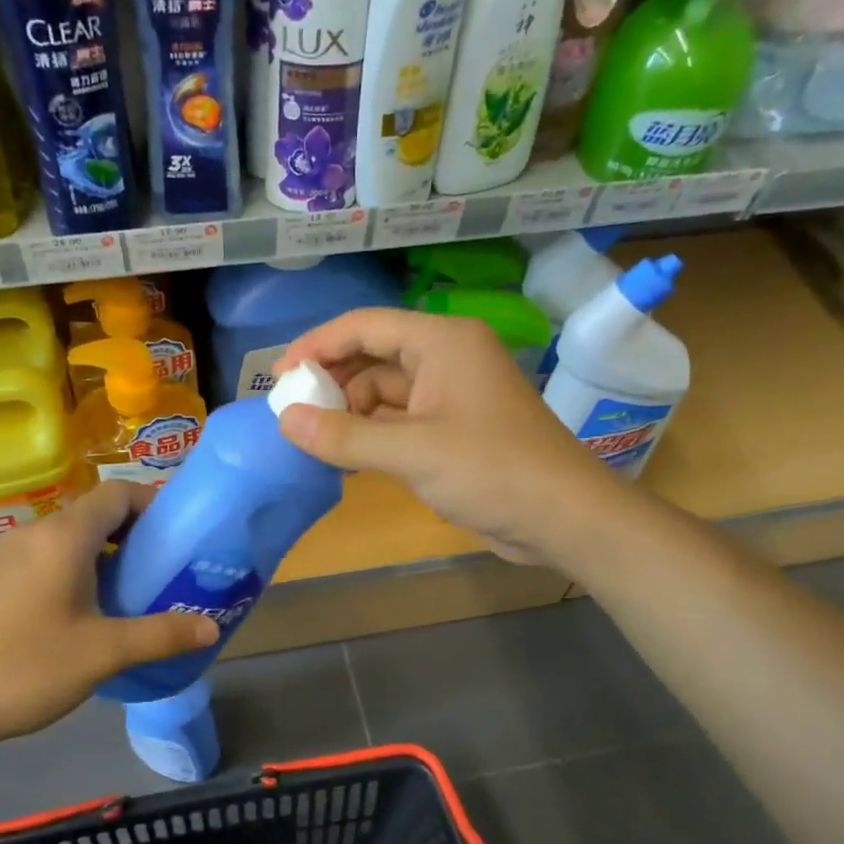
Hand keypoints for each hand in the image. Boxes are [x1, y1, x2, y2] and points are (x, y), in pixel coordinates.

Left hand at [0, 482, 218, 757]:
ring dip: (107, 553)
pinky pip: (48, 555)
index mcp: (64, 537)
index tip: (180, 535)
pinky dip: (78, 567)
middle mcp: (36, 531)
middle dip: (136, 533)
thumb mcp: (103, 653)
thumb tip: (212, 627)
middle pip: (97, 512)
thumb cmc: (24, 668)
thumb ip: (161, 635)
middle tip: (166, 569)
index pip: (119, 493)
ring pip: (71, 536)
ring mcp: (9, 552)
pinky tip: (87, 610)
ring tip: (134, 591)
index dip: (154, 504)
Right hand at [273, 308, 618, 565]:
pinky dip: (373, 435)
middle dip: (333, 383)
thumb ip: (344, 436)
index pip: (365, 326)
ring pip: (385, 392)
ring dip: (351, 413)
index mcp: (442, 342)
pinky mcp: (455, 430)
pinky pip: (401, 421)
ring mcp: (452, 396)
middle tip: (292, 413)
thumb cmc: (492, 471)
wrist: (564, 518)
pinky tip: (347, 456)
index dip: (317, 346)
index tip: (278, 377)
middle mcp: (447, 358)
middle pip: (373, 357)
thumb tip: (285, 421)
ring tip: (314, 440)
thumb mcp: (412, 453)